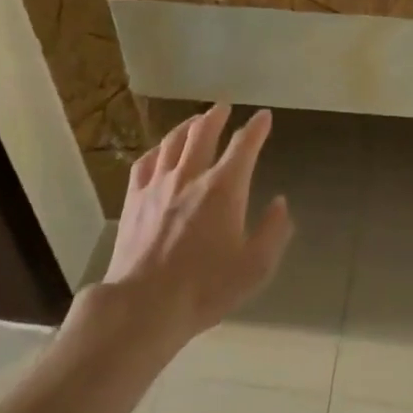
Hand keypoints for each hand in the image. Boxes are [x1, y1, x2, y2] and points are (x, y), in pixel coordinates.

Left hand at [102, 106, 291, 346]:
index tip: (264, 116)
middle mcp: (190, 176)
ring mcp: (157, 185)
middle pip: (203, 132)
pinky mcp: (133, 199)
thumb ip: (273, 231)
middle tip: (223, 107)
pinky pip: (144, 162)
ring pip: (172, 142)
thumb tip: (280, 202)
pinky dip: (157, 150)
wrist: (143, 305)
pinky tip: (159, 151)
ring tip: (195, 120)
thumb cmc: (205, 288)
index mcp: (224, 188)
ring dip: (187, 126)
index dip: (257, 127)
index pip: (244, 145)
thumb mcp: (255, 267)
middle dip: (216, 116)